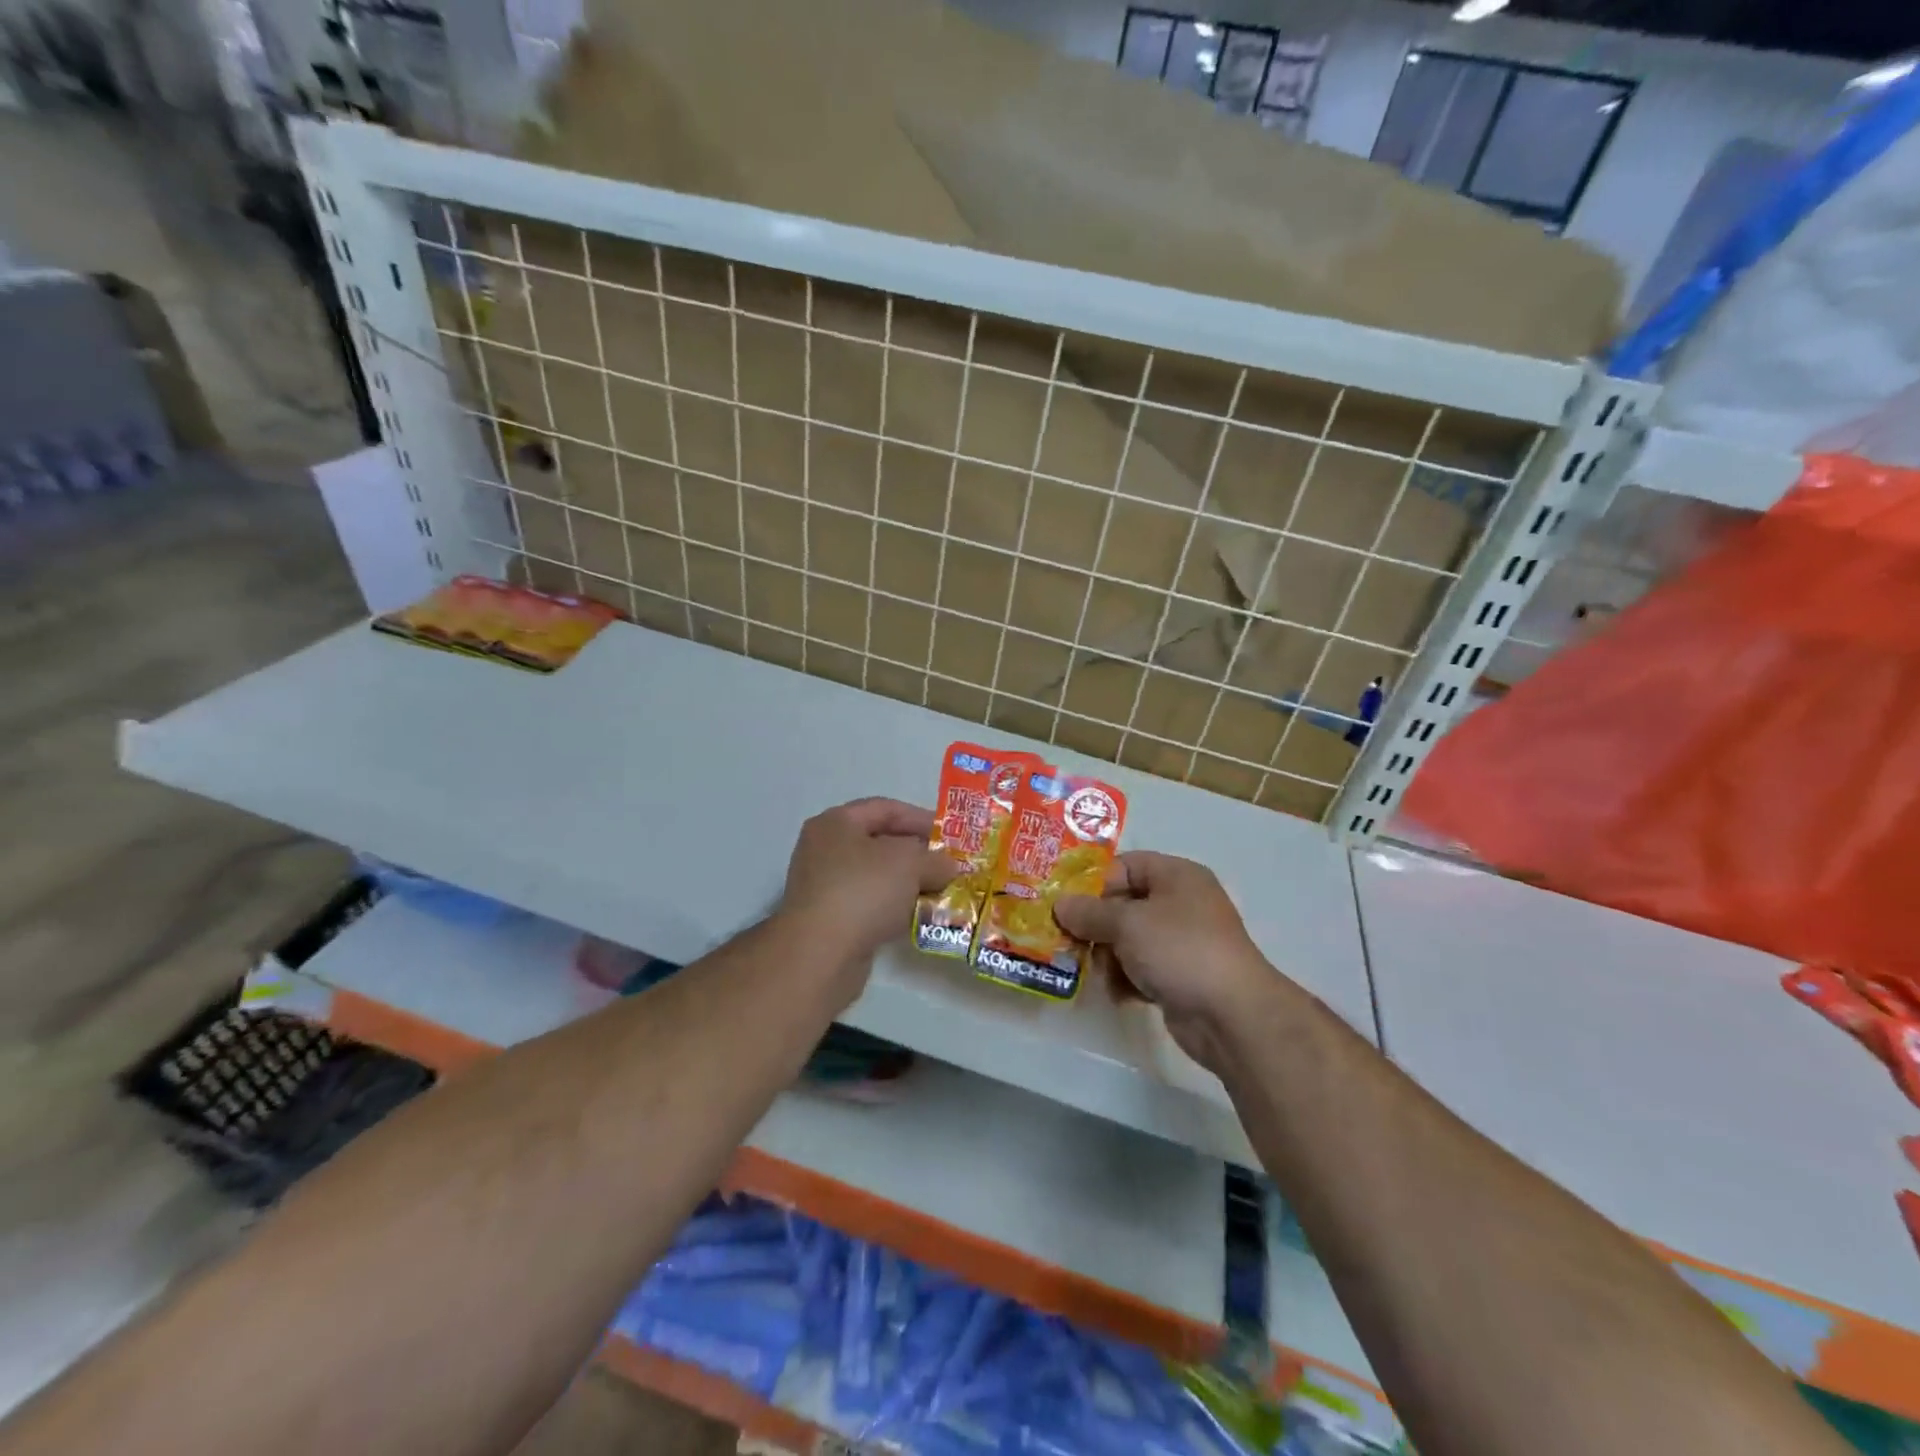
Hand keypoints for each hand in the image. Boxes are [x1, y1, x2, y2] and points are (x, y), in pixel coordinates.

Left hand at [779, 797, 957, 1001]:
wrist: (820, 954)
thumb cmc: (863, 890)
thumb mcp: (910, 864)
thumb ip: (935, 859)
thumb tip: (948, 866)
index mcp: (836, 823)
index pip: (885, 809)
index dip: (920, 818)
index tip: (951, 834)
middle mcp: (825, 849)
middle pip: (880, 843)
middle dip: (918, 854)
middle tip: (950, 865)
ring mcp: (824, 886)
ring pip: (877, 876)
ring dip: (909, 883)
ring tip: (942, 891)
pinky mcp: (830, 920)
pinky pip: (870, 905)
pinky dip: (895, 907)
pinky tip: (920, 916)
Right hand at [1054, 852, 1285, 1073]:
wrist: (1232, 1016)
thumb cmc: (1180, 950)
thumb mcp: (1127, 923)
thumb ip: (1089, 912)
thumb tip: (1060, 905)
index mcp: (1176, 876)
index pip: (1126, 865)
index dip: (1095, 881)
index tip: (1066, 904)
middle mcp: (1181, 903)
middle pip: (1124, 904)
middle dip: (1096, 925)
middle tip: (1071, 941)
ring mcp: (1182, 942)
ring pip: (1129, 939)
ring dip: (1109, 956)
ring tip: (1098, 972)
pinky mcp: (1180, 976)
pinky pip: (1142, 968)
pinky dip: (1127, 979)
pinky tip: (1120, 994)